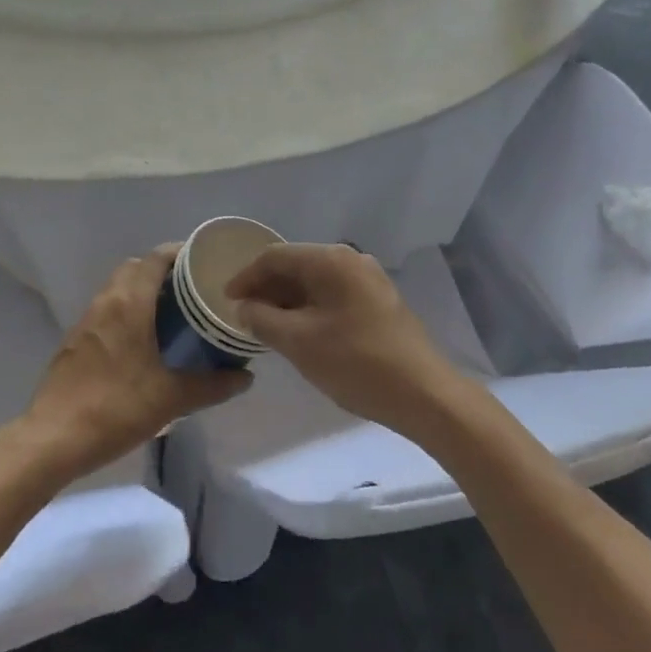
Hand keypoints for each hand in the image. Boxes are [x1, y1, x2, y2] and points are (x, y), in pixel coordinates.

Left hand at [15, 245, 251, 483]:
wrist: (53, 439)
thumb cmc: (116, 408)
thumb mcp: (171, 399)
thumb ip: (212, 385)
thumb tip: (246, 377)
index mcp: (129, 304)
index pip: (155, 259)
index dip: (180, 254)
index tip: (204, 263)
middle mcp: (105, 302)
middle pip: (134, 268)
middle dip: (161, 271)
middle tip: (191, 290)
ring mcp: (85, 321)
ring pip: (116, 289)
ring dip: (141, 291)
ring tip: (171, 313)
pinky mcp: (74, 342)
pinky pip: (105, 311)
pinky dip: (126, 311)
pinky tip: (141, 341)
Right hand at [226, 243, 466, 438]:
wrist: (424, 394)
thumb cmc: (356, 362)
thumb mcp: (299, 342)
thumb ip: (263, 319)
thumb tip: (244, 307)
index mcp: (331, 260)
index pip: (275, 257)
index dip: (246, 278)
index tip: (226, 302)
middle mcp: (351, 260)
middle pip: (296, 266)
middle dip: (266, 289)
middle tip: (244, 316)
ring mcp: (369, 280)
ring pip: (315, 282)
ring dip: (288, 301)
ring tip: (267, 327)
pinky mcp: (379, 302)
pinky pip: (333, 295)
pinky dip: (310, 309)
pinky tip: (300, 333)